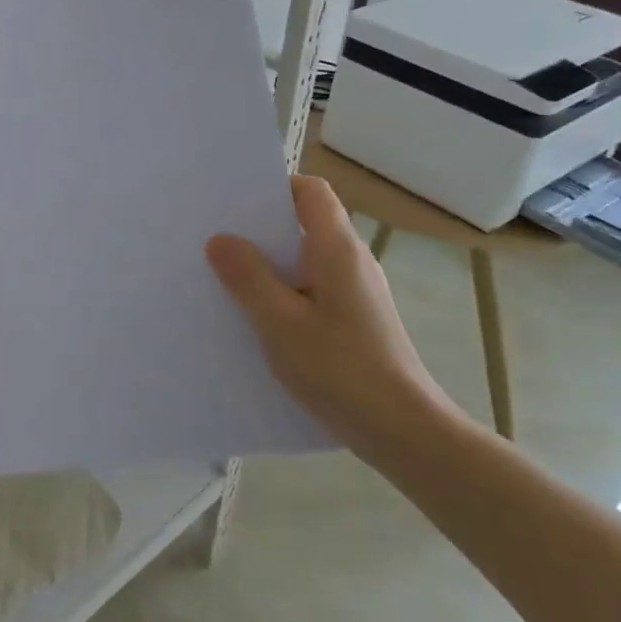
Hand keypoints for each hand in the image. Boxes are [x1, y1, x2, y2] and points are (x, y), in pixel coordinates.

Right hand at [206, 174, 457, 461]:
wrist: (405, 433)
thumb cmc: (341, 369)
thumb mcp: (280, 322)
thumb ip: (248, 277)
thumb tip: (220, 239)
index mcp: (336, 249)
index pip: (310, 191)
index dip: (274, 188)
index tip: (234, 204)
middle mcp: (352, 262)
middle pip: (304, 224)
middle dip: (260, 230)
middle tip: (215, 239)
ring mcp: (357, 293)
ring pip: (305, 261)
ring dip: (269, 266)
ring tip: (225, 279)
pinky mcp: (356, 322)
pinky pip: (312, 291)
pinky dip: (284, 293)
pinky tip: (257, 320)